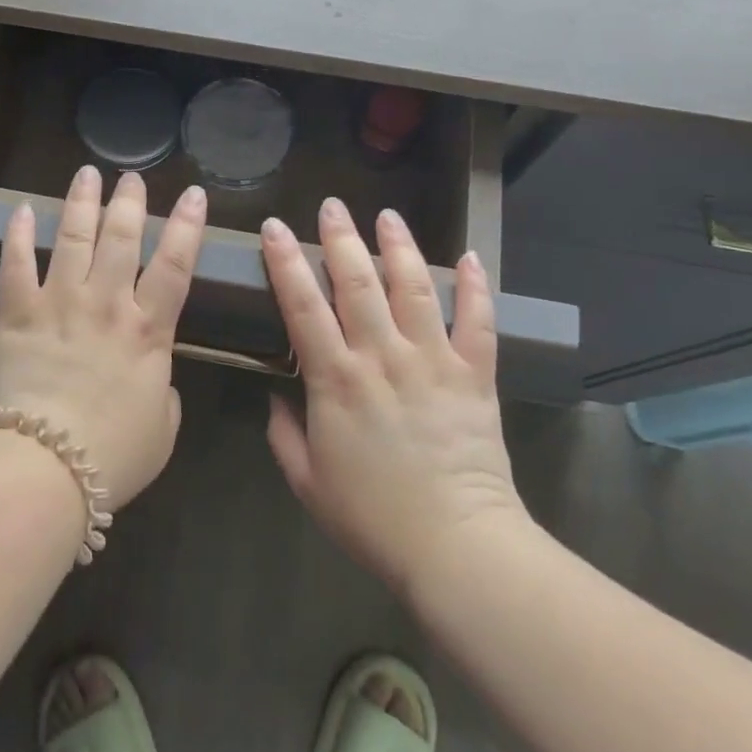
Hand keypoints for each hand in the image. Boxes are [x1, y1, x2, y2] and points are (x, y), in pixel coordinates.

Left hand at [0, 166, 207, 508]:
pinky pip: (14, 263)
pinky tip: (20, 210)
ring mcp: (58, 302)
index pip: (176, 265)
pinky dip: (16, 234)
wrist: (41, 468)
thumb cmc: (111, 456)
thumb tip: (156, 377)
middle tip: (131, 177)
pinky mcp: (14, 312)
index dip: (188, 226)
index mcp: (148, 330)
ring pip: (72, 237)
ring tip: (86, 174)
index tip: (194, 194)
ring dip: (81, 202)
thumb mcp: (162, 430)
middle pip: (121, 238)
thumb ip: (165, 394)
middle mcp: (106, 303)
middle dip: (129, 202)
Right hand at [261, 198, 528, 594]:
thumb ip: (284, 434)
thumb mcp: (307, 481)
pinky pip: (477, 322)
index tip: (274, 228)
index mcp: (336, 380)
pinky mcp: (474, 375)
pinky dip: (476, 288)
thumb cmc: (372, 517)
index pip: (303, 306)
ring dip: (400, 247)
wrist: (456, 545)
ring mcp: (432, 361)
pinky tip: (470, 257)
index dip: (285, 262)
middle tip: (331, 206)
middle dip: (341, 238)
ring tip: (388, 215)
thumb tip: (277, 396)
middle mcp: (382, 357)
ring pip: (413, 289)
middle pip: (358, 283)